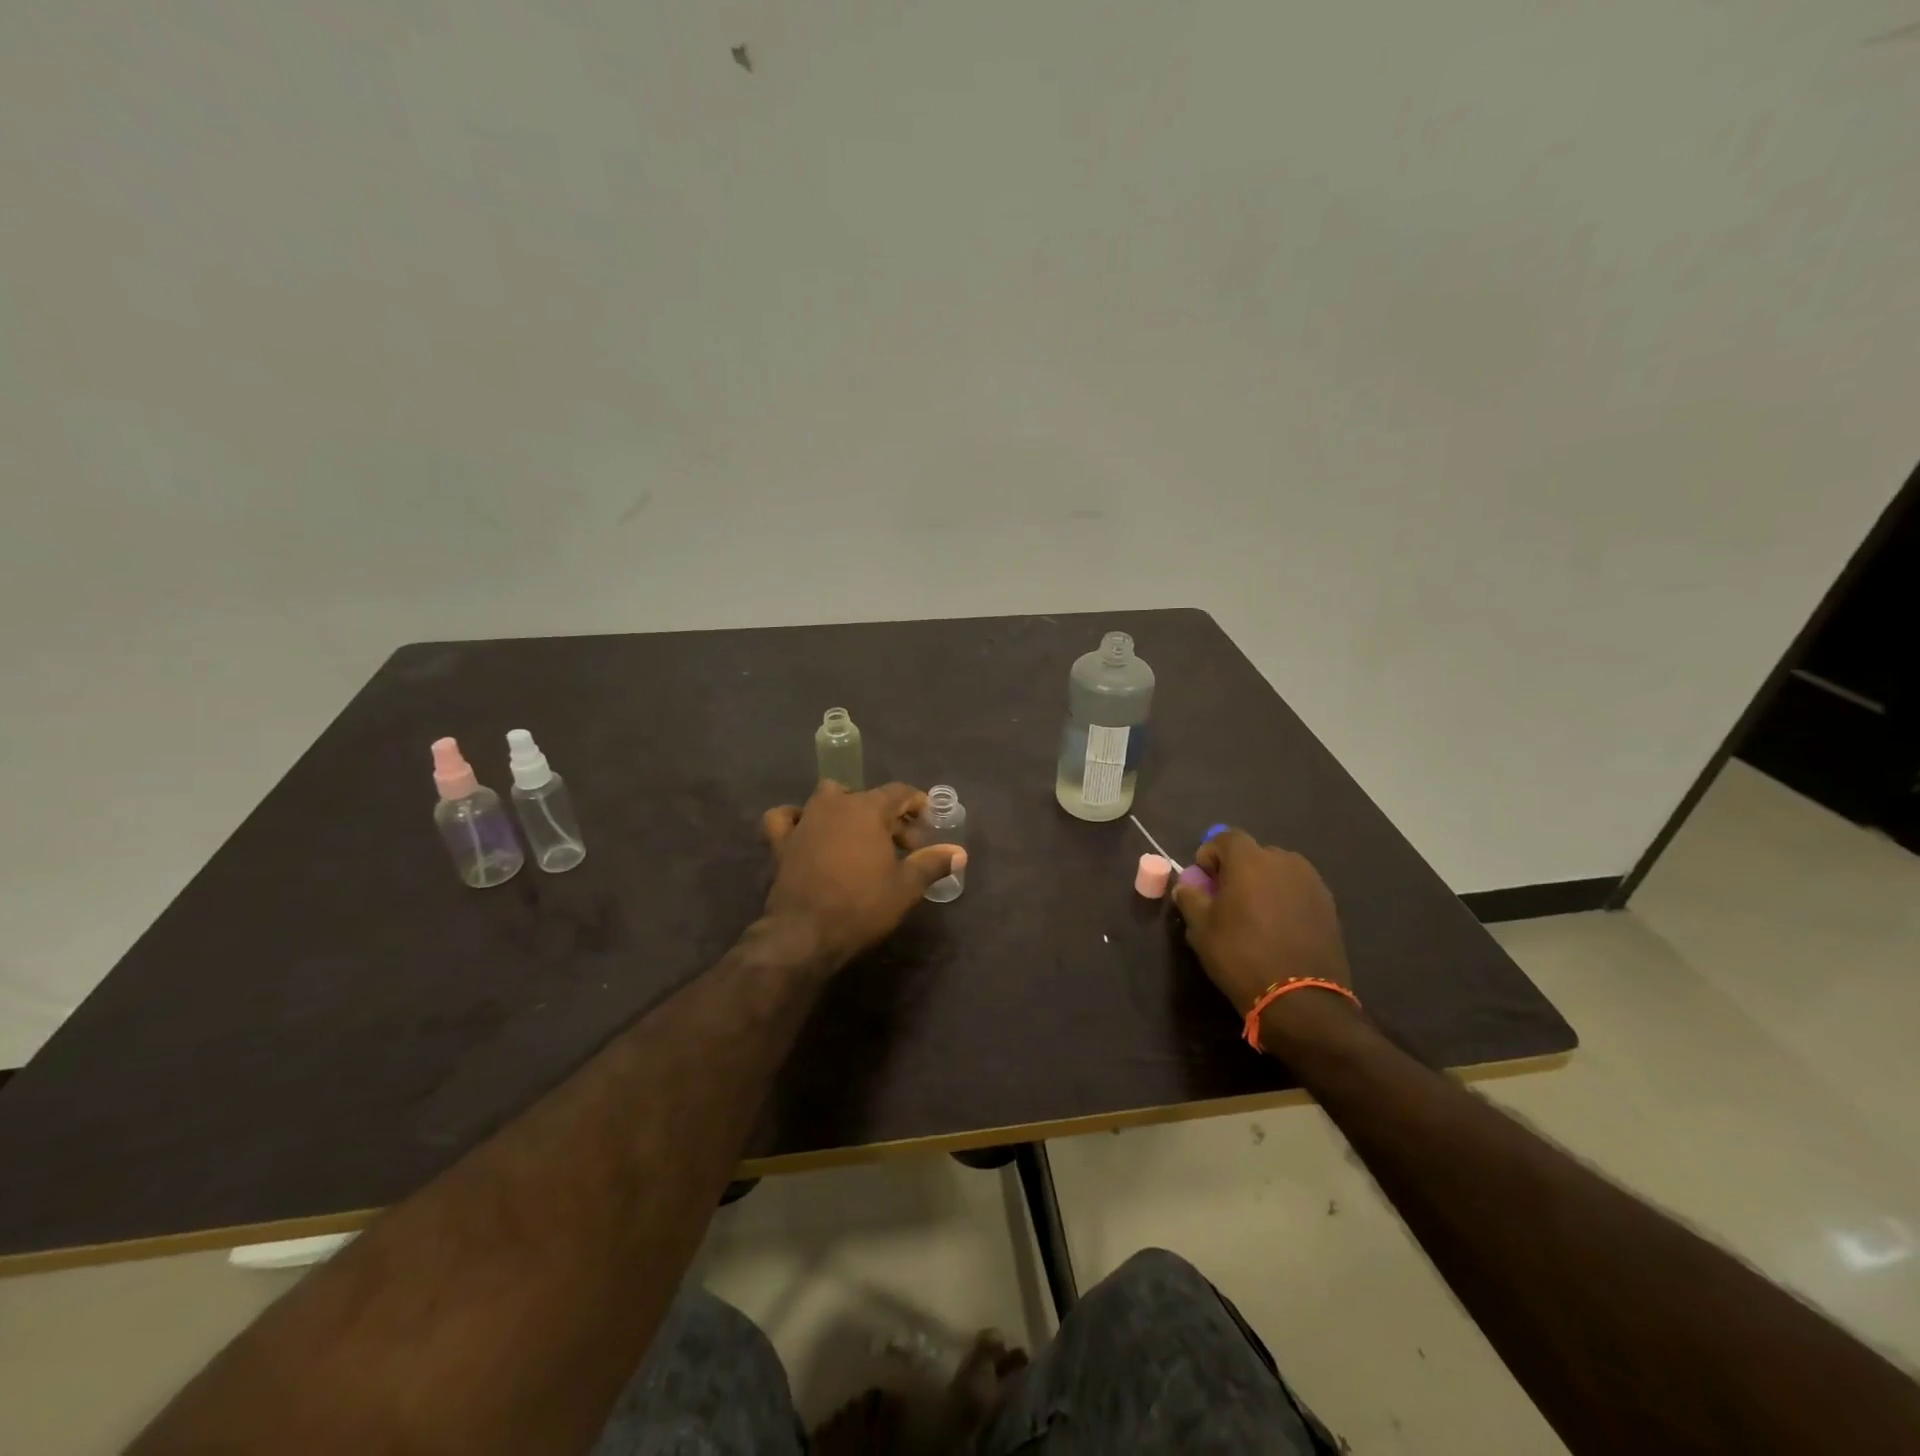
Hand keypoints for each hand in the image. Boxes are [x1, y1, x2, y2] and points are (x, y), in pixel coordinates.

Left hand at [761, 782, 964, 967]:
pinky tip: (806, 830)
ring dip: (846, 811)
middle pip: (867, 797)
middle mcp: (834, 804)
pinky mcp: (781, 842)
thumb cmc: (862, 905)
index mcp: (867, 808)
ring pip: (827, 799)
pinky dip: (796, 819)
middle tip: (903, 846)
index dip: (917, 804)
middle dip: (888, 816)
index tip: (928, 821)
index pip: (899, 792)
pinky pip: (785, 818)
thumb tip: (960, 852)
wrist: (805, 933)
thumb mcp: (907, 886)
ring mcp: (804, 820)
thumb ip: (933, 863)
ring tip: (858, 836)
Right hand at [1170, 829, 1351, 1018]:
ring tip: (1254, 914)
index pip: (1225, 838)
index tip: (1202, 879)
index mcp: (1250, 860)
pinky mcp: (1329, 906)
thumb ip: (1190, 897)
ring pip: (1279, 872)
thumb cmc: (1241, 955)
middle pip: (1255, 853)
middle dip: (1238, 869)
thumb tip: (1187, 885)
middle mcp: (1285, 862)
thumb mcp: (1200, 928)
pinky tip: (1278, 928)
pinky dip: (1285, 899)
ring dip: (1263, 883)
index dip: (1209, 854)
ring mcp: (1312, 883)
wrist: (1300, 998)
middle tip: (1226, 897)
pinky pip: (1298, 891)